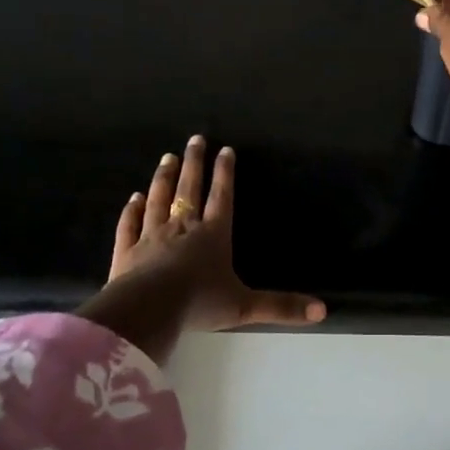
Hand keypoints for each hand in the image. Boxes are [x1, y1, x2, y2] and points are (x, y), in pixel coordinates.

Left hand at [83, 136, 325, 356]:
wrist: (148, 309)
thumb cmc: (200, 303)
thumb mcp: (246, 307)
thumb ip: (281, 306)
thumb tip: (323, 311)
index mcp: (213, 234)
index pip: (222, 197)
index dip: (225, 173)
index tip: (225, 149)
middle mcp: (182, 227)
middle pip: (189, 188)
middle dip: (194, 163)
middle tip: (195, 139)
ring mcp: (151, 236)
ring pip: (158, 199)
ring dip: (163, 178)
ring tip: (168, 158)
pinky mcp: (126, 251)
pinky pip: (129, 225)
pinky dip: (131, 210)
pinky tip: (132, 198)